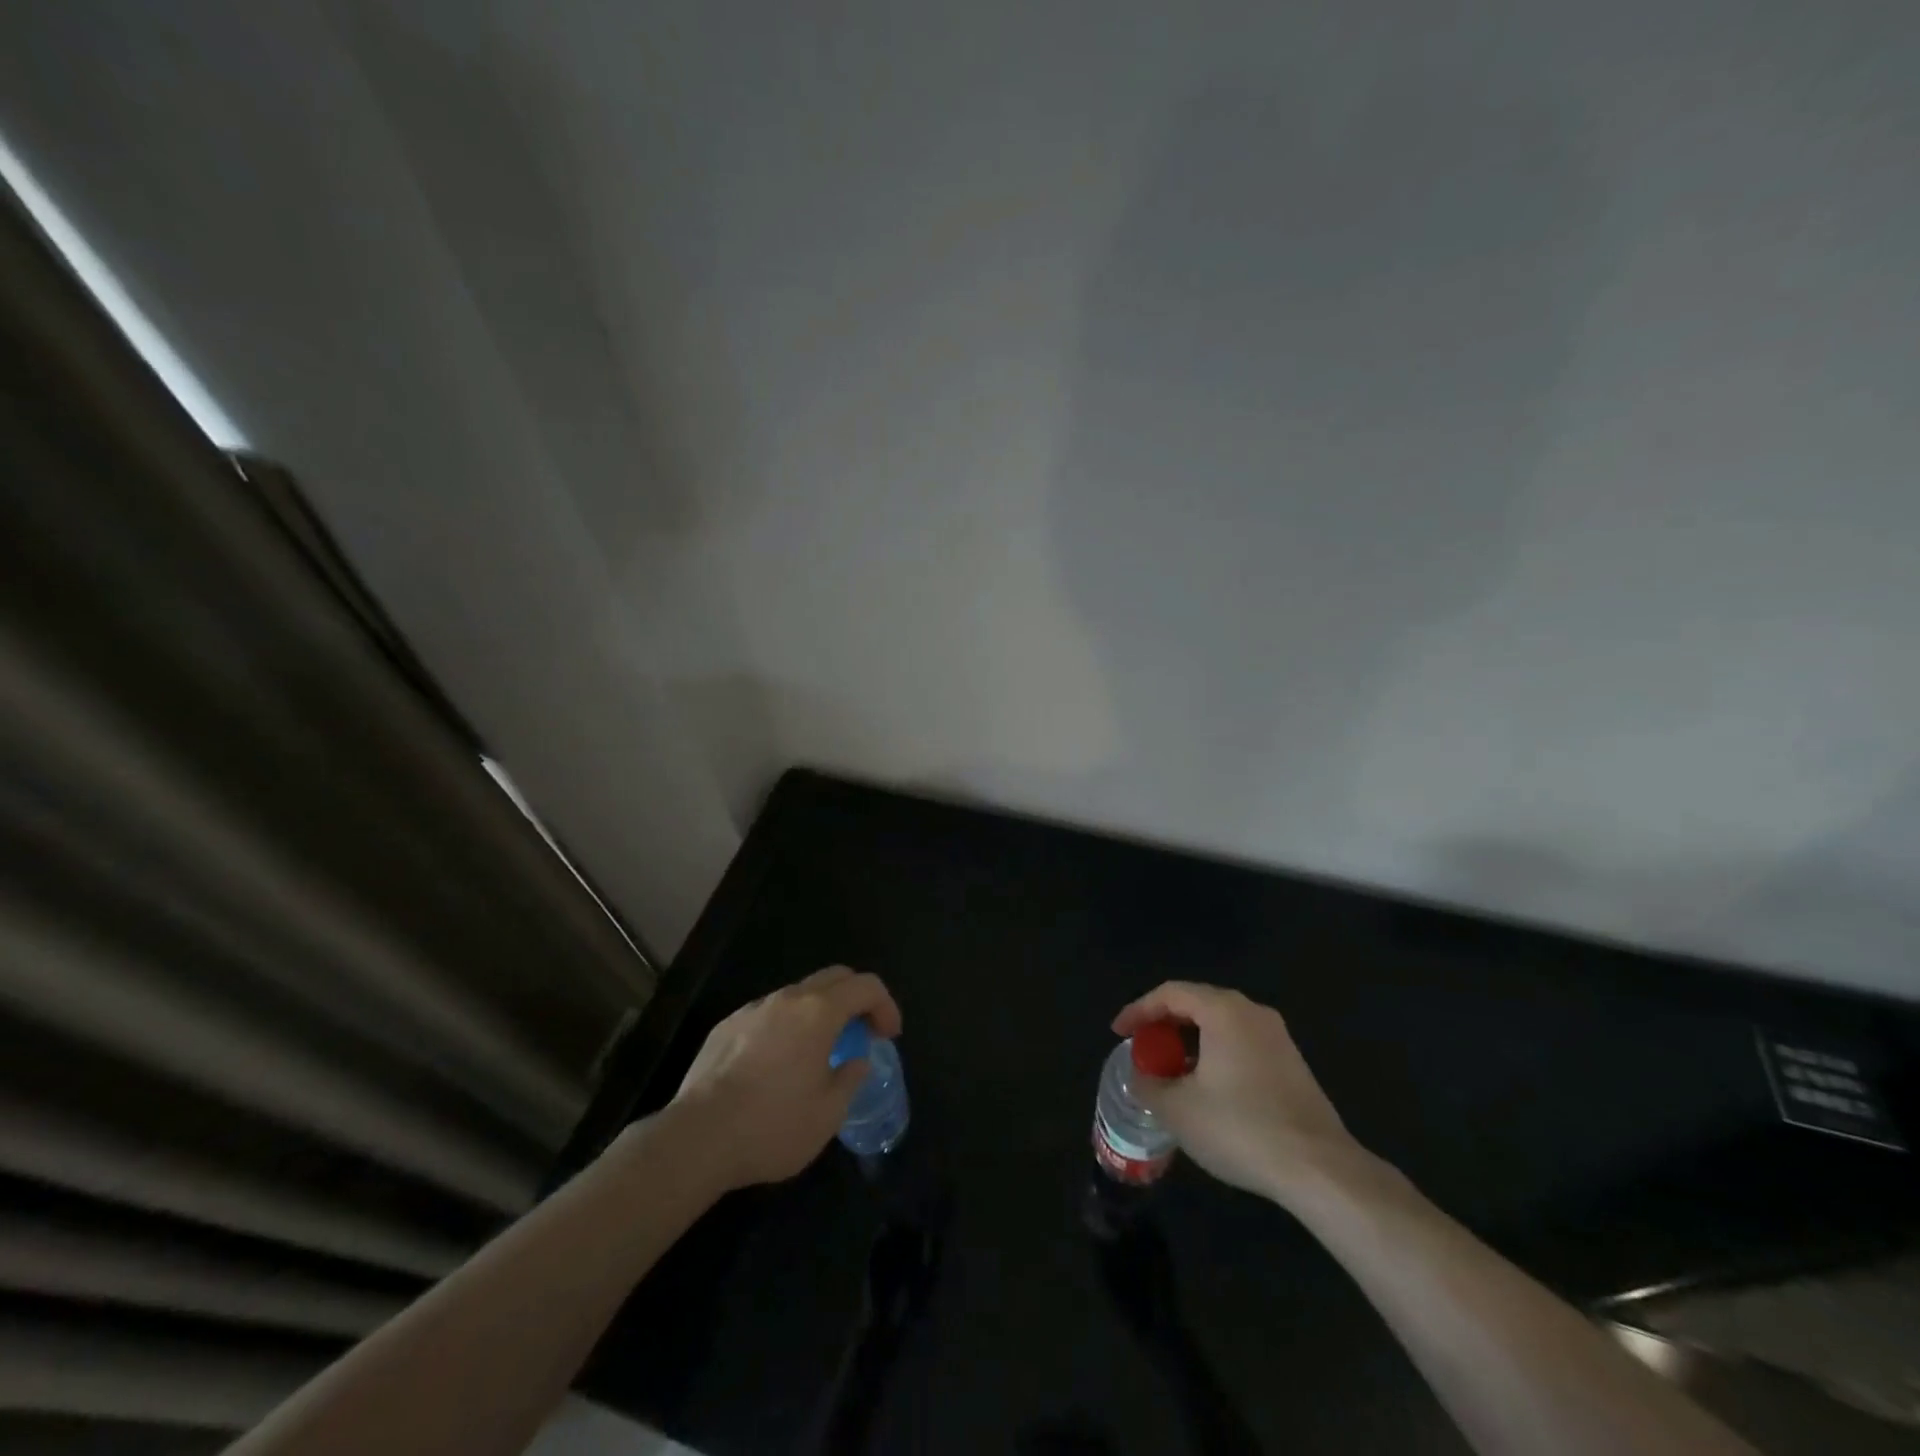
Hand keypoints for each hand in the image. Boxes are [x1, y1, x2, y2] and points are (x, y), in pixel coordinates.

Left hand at [670, 966, 901, 1189]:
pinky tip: (776, 1064)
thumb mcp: (828, 1114)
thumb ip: (851, 1078)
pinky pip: (767, 1014)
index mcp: (818, 1013)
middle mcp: (787, 999)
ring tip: (819, 1052)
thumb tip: (857, 1061)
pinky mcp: (726, 1026)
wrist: (697, 1139)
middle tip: (862, 1033)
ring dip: (819, 1012)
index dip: (886, 1005)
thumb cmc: (772, 1127)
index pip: (866, 986)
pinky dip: (785, 1027)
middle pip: (834, 977)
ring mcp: (752, 1010)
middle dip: (856, 998)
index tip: (888, 1036)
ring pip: (798, 994)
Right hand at [1113, 982, 1362, 1203]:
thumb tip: (1140, 1075)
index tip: (1118, 1033)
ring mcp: (1277, 1037)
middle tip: (1142, 1049)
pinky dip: (1214, 1054)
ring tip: (1169, 1071)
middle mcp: (1252, 1012)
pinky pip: (1241, 1043)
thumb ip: (1148, 1084)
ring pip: (1220, 1025)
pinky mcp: (1292, 1063)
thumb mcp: (1178, 1110)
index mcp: (1223, 1011)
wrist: (1320, 1169)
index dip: (1138, 1010)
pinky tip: (1207, 1088)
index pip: (1170, 993)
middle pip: (1196, 1004)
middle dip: (1163, 1025)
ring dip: (1189, 1042)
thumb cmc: (1241, 1128)